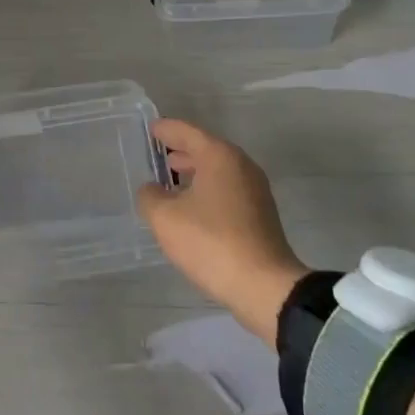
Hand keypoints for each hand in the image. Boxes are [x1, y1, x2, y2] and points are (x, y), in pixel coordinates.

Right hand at [136, 120, 307, 341]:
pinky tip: (191, 208)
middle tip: (158, 155)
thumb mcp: (166, 218)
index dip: (167, 129)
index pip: (187, 132)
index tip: (151, 128)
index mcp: (219, 156)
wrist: (264, 286)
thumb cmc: (211, 242)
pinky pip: (227, 190)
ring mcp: (255, 190)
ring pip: (218, 171)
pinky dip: (207, 190)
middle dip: (181, 151)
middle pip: (206, 149)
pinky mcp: (260, 214)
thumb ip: (151, 196)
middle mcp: (241, 165)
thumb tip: (152, 189)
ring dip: (194, 172)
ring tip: (171, 182)